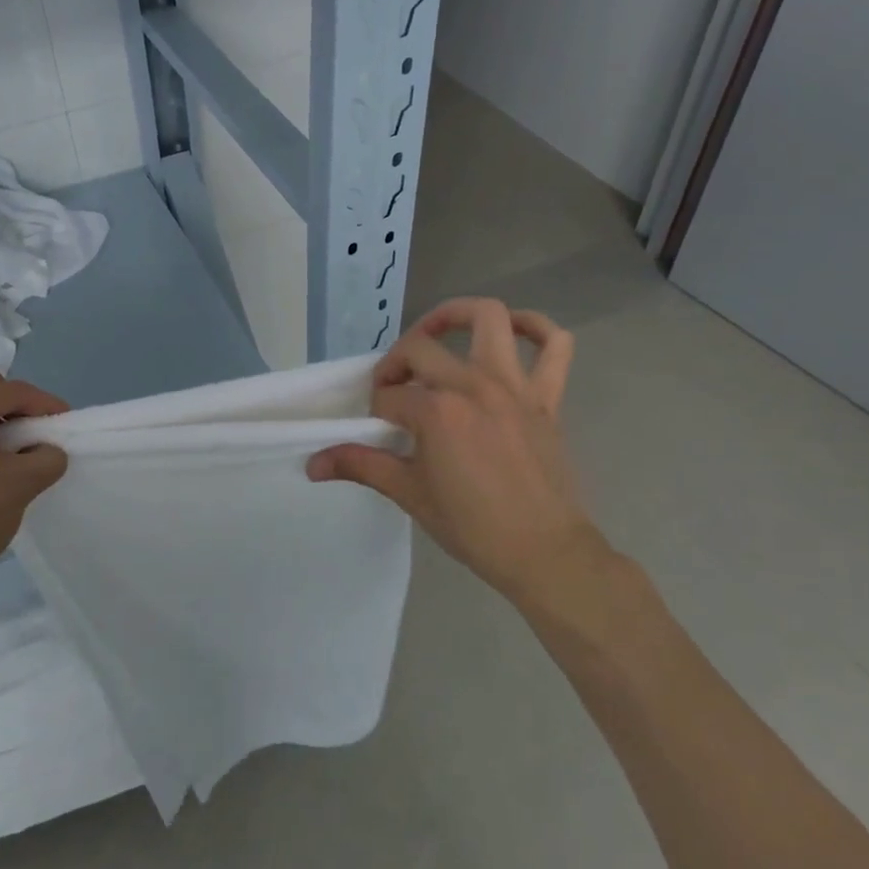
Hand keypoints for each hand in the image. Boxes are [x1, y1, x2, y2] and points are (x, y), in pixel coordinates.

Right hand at [308, 299, 604, 608]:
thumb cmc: (472, 526)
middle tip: (393, 388)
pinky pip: (556, 345)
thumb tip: (312, 464)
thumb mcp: (408, 493)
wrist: (544, 554)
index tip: (377, 430)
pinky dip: (537, 328)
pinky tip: (515, 332)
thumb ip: (360, 465)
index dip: (376, 409)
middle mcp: (474, 385)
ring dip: (459, 315)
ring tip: (438, 332)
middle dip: (396, 362)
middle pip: (421, 348)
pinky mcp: (546, 397)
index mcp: (436, 410)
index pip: (389, 394)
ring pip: (490, 318)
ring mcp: (514, 386)